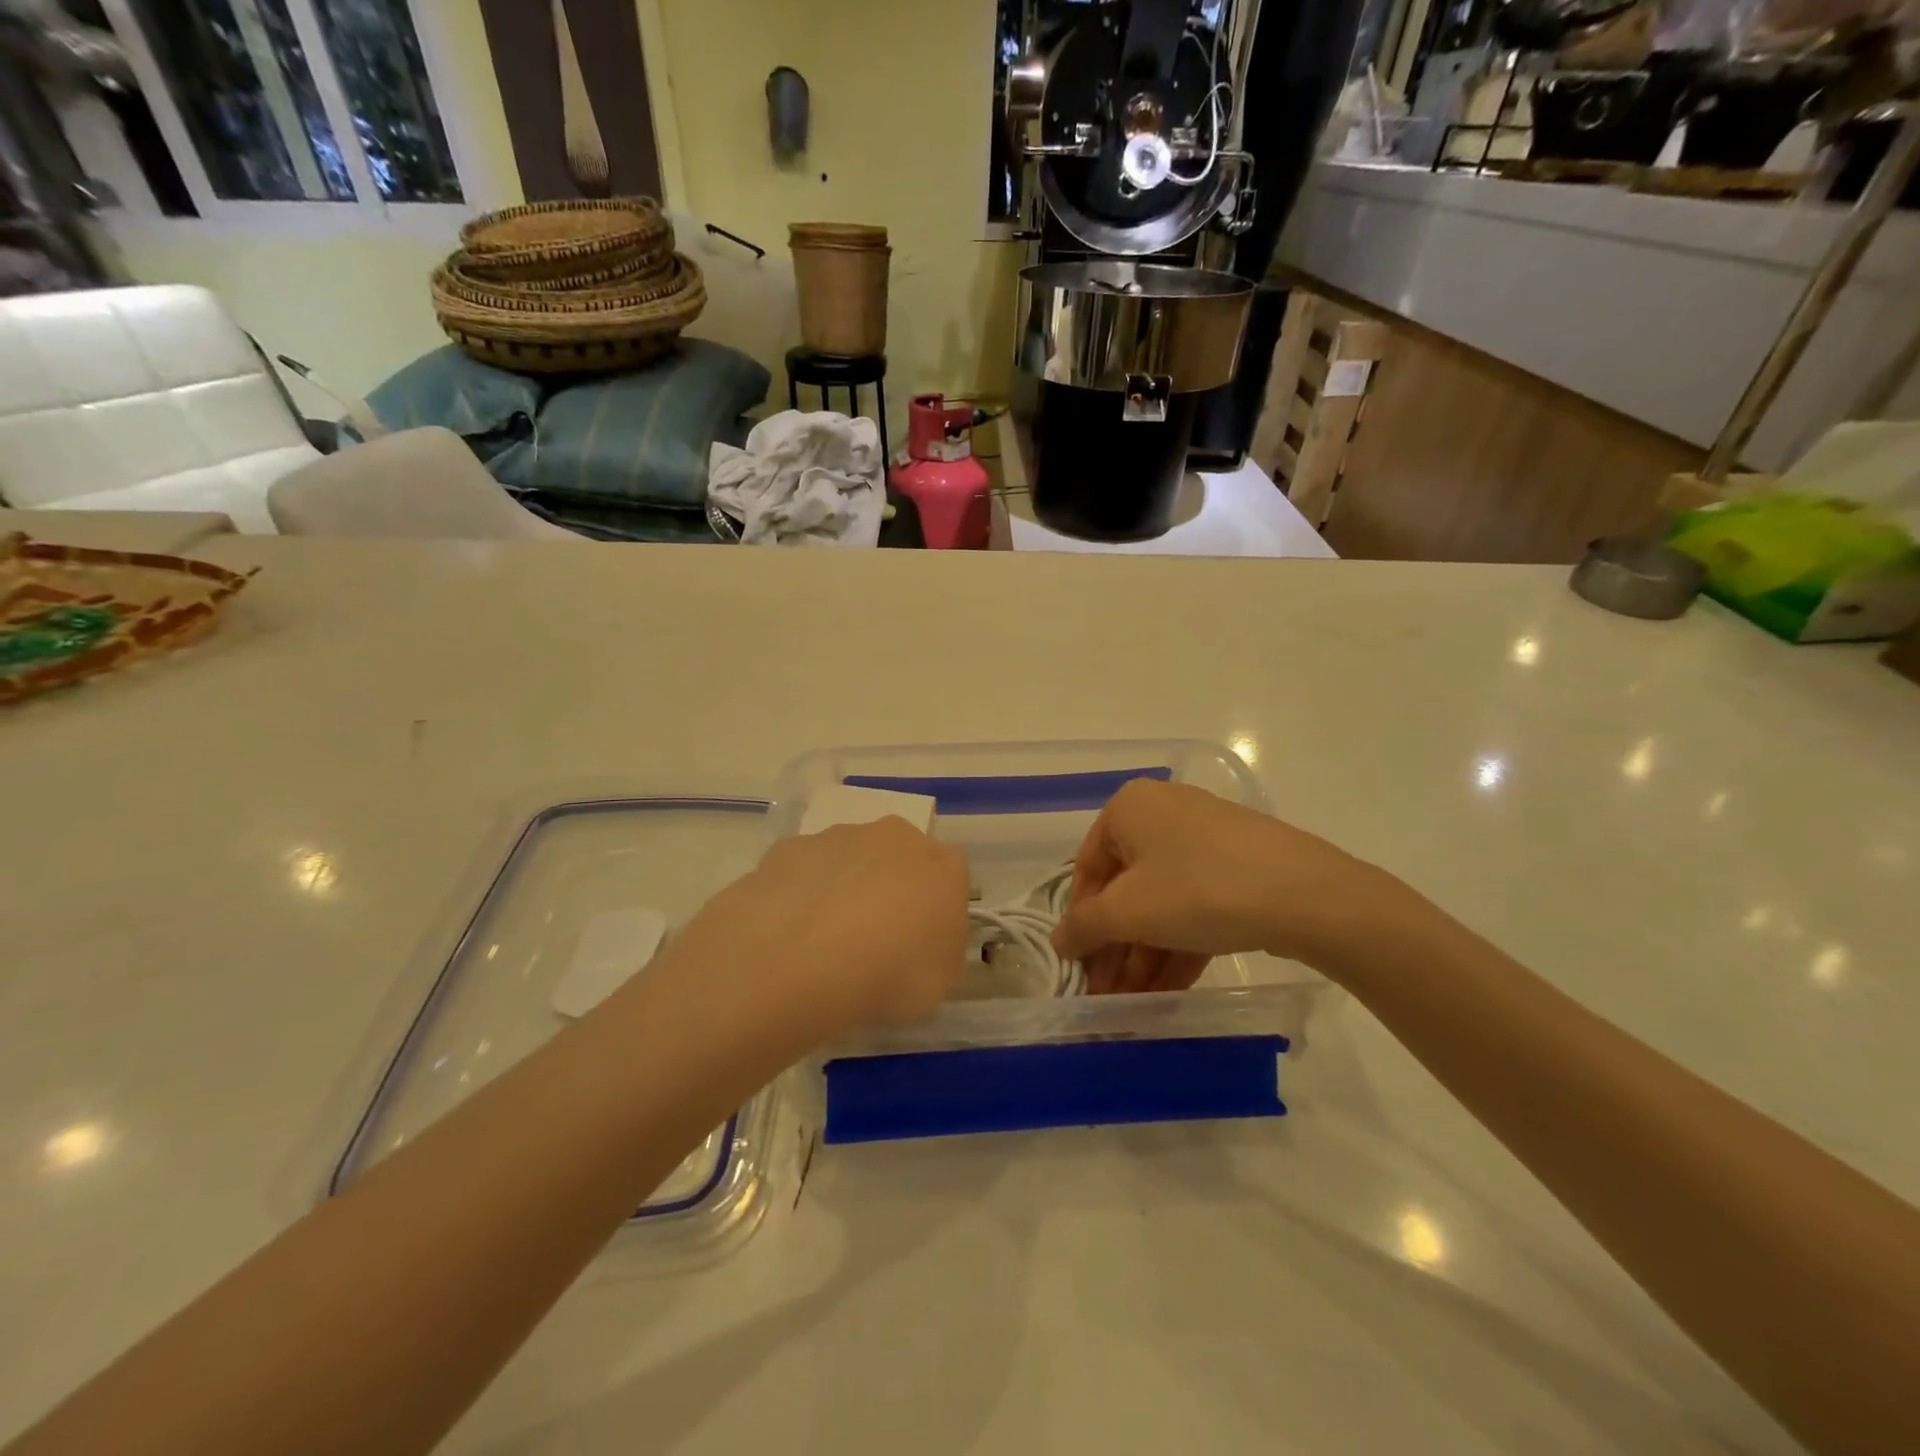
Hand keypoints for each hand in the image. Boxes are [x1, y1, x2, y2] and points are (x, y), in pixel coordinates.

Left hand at [668, 816, 971, 1035]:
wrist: (803, 958)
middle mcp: (895, 837)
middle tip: (874, 935)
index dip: (936, 905)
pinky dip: (802, 891)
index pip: (952, 874)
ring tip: (824, 939)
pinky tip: (790, 930)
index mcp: (942, 867)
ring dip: (844, 885)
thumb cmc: (889, 973)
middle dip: (891, 885)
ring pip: (850, 858)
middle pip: (899, 856)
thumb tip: (925, 941)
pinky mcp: (792, 847)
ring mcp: (839, 837)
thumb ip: (940, 950)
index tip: (921, 939)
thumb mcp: (939, 981)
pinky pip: (805, 869)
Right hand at [1051, 779, 1409, 991]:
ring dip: (1143, 954)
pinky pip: (1194, 905)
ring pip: (1161, 902)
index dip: (1081, 921)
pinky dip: (1177, 945)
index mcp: (1130, 807)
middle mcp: (1164, 813)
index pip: (1088, 868)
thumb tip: (1059, 941)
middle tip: (1107, 993)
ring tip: (1134, 1003)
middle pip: (1126, 889)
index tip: (1079, 966)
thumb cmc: (1197, 889)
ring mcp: (1205, 839)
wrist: (1306, 894)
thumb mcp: (1128, 911)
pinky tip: (1168, 991)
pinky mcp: (1238, 867)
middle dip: (1116, 947)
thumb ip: (1084, 927)